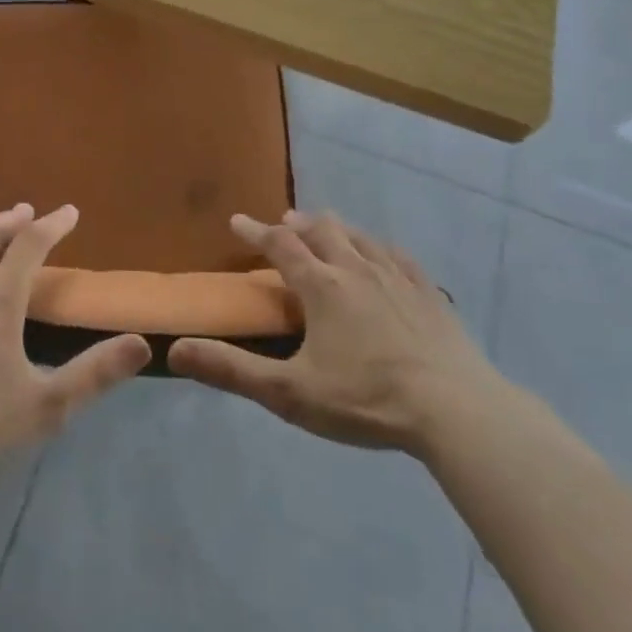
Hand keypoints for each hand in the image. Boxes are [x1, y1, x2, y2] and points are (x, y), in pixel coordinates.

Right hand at [168, 211, 503, 454]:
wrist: (456, 411)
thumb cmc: (366, 399)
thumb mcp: (289, 393)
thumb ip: (231, 370)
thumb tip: (176, 349)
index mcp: (321, 286)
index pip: (280, 246)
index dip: (255, 231)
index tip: (237, 221)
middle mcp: (356, 270)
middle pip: (323, 231)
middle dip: (299, 224)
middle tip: (285, 222)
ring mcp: (397, 278)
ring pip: (360, 238)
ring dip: (337, 229)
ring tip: (327, 228)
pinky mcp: (429, 295)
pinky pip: (399, 256)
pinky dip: (380, 248)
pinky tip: (384, 254)